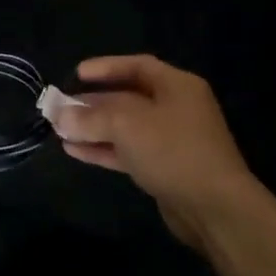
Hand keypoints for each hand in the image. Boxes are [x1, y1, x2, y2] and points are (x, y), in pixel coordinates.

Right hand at [53, 54, 259, 249]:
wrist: (215, 209)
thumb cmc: (173, 150)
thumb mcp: (127, 125)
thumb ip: (91, 117)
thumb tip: (61, 115)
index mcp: (177, 86)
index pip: (137, 66)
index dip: (105, 68)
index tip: (77, 74)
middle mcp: (176, 108)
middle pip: (128, 98)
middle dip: (93, 103)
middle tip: (61, 107)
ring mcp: (172, 141)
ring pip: (126, 128)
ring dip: (94, 128)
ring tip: (60, 130)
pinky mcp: (165, 170)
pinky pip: (129, 152)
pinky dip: (104, 149)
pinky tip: (74, 150)